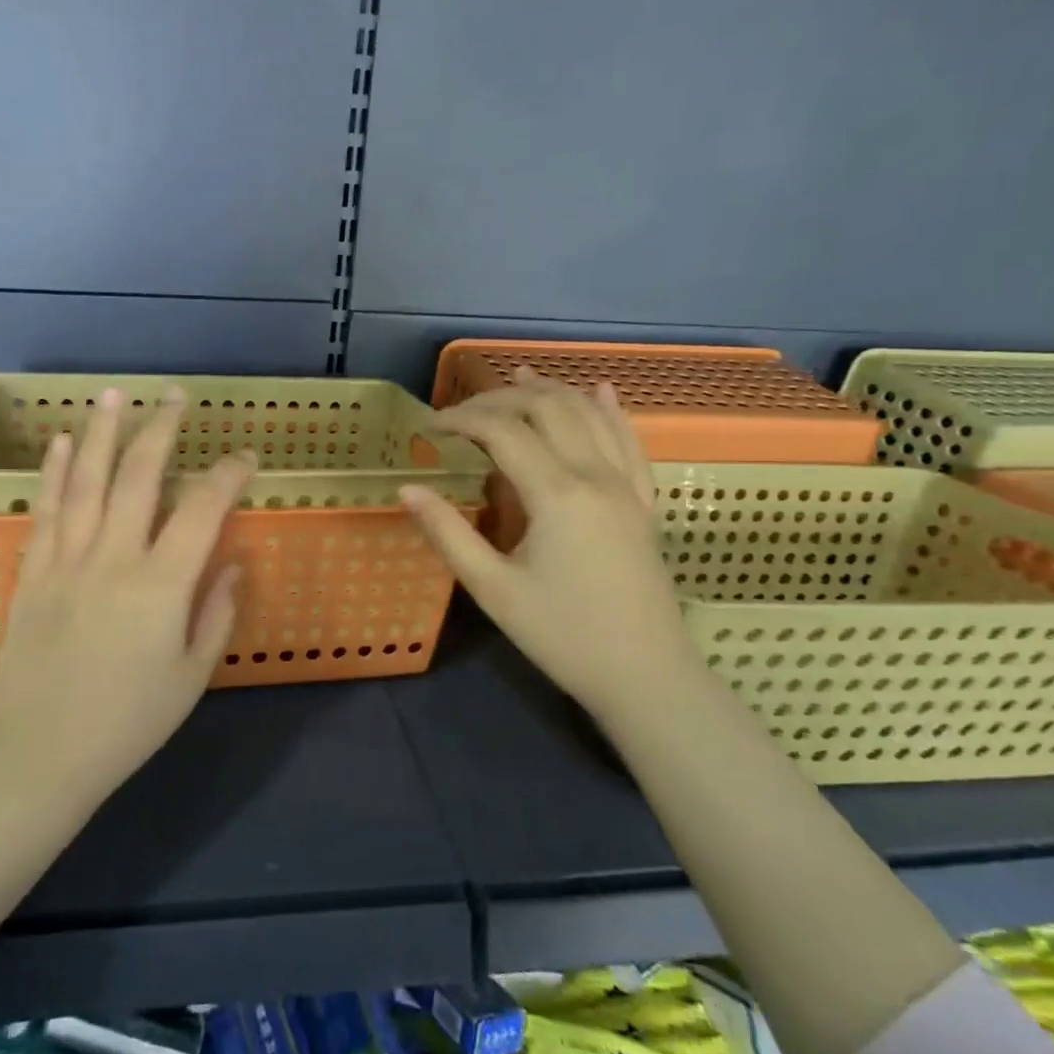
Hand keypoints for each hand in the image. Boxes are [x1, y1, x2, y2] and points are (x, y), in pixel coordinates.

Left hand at [0, 386, 256, 803]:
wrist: (40, 754)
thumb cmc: (128, 722)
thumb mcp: (192, 676)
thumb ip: (216, 613)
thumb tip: (232, 564)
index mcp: (161, 585)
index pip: (201, 510)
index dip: (227, 476)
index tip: (244, 457)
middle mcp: (113, 558)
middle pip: (138, 476)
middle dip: (161, 429)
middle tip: (175, 395)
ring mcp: (66, 560)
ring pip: (85, 481)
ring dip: (101, 433)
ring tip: (112, 394)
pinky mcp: (33, 573)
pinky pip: (46, 511)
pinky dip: (54, 473)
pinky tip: (60, 444)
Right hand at [400, 368, 699, 713]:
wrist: (646, 677)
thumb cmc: (562, 636)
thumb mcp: (492, 589)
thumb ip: (448, 533)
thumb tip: (407, 488)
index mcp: (556, 493)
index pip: (503, 431)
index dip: (463, 419)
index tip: (431, 427)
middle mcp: (595, 475)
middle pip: (548, 408)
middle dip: (502, 397)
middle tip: (464, 410)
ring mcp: (626, 486)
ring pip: (590, 415)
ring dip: (551, 390)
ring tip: (518, 375)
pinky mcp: (643, 503)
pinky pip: (630, 442)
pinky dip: (610, 411)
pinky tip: (600, 391)